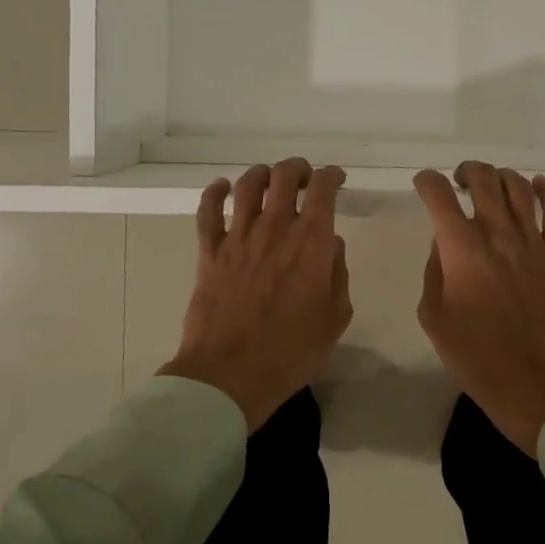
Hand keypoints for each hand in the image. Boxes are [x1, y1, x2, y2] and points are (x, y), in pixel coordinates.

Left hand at [161, 159, 352, 430]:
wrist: (231, 374)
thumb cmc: (292, 351)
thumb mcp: (336, 317)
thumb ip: (338, 274)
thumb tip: (331, 246)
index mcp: (311, 241)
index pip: (322, 188)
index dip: (331, 176)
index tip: (335, 180)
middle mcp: (275, 228)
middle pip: (283, 175)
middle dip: (297, 169)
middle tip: (303, 179)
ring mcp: (238, 237)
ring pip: (247, 185)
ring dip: (261, 174)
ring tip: (268, 180)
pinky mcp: (209, 252)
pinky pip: (207, 211)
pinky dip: (214, 192)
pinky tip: (222, 187)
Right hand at [414, 162, 544, 455]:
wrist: (534, 383)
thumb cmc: (475, 356)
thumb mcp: (434, 317)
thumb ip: (435, 271)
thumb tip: (444, 243)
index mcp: (462, 250)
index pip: (439, 196)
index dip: (427, 182)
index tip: (423, 184)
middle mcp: (498, 235)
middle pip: (483, 180)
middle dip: (466, 171)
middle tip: (459, 181)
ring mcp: (533, 242)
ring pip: (519, 187)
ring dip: (500, 176)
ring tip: (492, 183)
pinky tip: (537, 185)